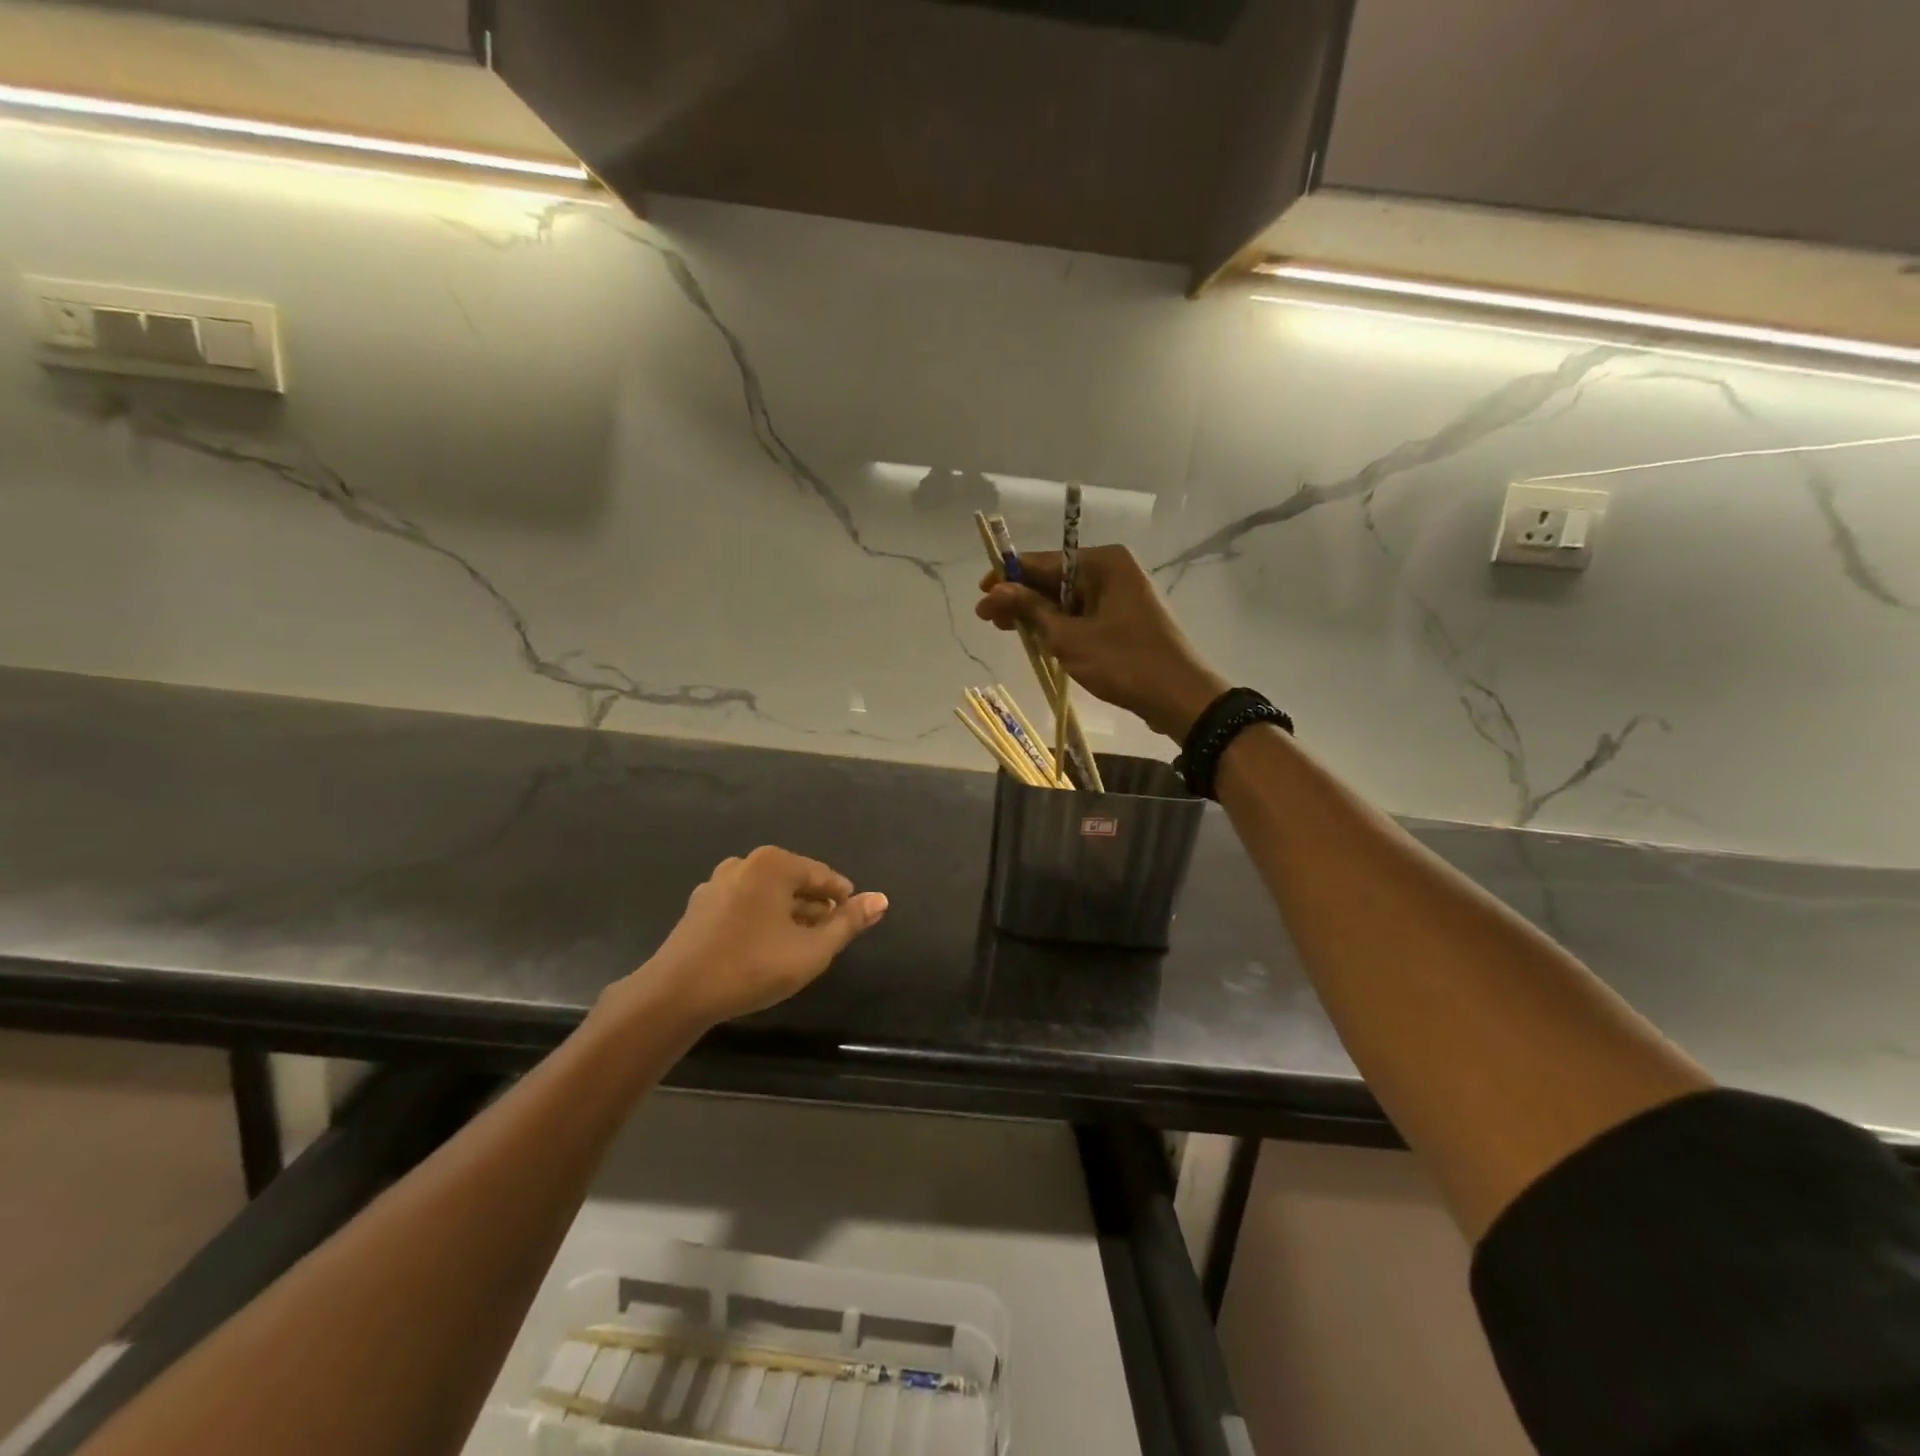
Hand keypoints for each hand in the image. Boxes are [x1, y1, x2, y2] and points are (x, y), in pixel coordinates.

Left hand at [633, 847, 886, 1029]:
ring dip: (788, 916)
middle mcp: (745, 863)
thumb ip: (848, 923)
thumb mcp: (812, 950)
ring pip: (769, 895)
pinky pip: (745, 905)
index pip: (823, 876)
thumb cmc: (752, 967)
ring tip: (800, 948)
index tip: (852, 924)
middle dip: (814, 908)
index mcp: (774, 864)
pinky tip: (765, 949)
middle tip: (828, 940)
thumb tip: (881, 899)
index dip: (843, 900)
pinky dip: (762, 920)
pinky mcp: (701, 905)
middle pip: (795, 882)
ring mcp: (718, 882)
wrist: (676, 995)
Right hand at [976, 545, 1226, 740]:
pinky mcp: (1125, 619)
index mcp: (1104, 562)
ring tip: (1008, 631)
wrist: (1179, 696)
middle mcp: (1114, 570)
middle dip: (1021, 598)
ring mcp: (1121, 595)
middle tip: (988, 619)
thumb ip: (1031, 610)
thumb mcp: (1069, 637)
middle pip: (1054, 579)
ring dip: (1038, 615)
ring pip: (1067, 600)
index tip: (981, 594)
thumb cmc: (1123, 662)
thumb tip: (996, 590)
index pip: (1043, 561)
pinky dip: (1061, 626)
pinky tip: (1039, 639)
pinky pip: (1083, 615)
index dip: (1009, 577)